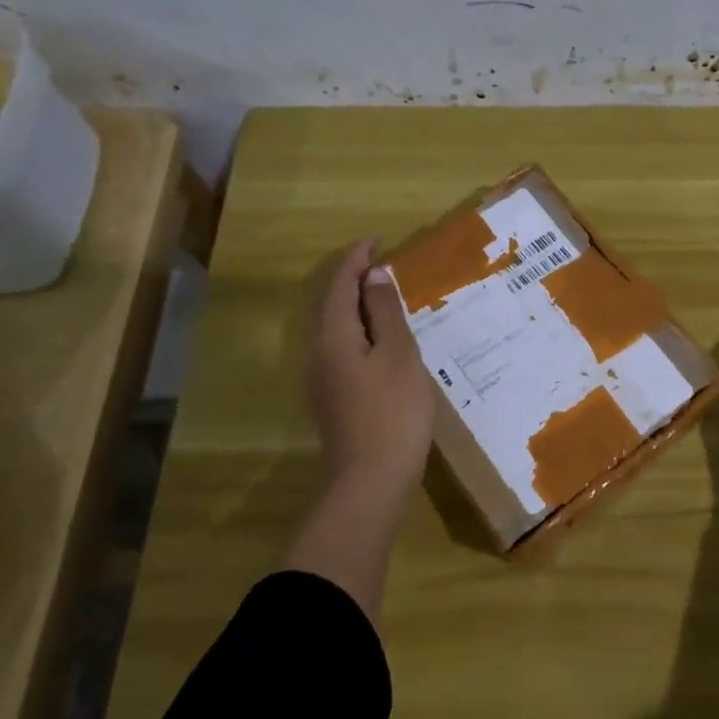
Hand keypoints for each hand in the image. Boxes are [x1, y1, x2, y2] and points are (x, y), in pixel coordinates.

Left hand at [307, 238, 433, 501]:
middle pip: (330, 305)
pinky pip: (342, 347)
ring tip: (382, 294)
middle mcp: (319, 353)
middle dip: (351, 279)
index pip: (340, 286)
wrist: (370, 479)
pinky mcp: (334, 397)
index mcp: (334, 337)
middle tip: (379, 262)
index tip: (376, 240)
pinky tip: (381, 338)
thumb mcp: (398, 355)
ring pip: (335, 328)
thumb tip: (373, 276)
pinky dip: (359, 329)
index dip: (356, 260)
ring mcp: (323, 379)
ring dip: (355, 304)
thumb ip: (386, 313)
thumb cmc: (392, 412)